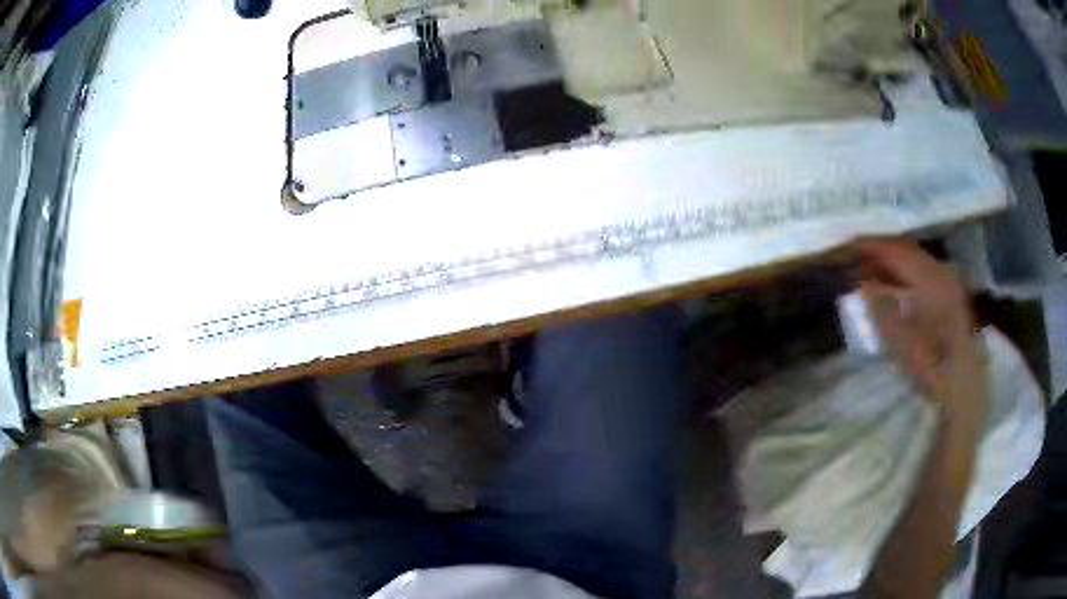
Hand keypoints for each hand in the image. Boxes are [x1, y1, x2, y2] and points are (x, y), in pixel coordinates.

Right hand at [855, 239, 985, 428]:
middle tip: (858, 256)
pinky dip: (908, 273)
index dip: (872, 246)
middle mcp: (942, 273)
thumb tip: (863, 284)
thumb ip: (883, 310)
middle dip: (882, 251)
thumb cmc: (935, 369)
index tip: (850, 247)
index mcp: (932, 280)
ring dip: (895, 262)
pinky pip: (925, 272)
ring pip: (917, 260)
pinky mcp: (952, 296)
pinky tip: (898, 285)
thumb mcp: (904, 345)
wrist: (965, 390)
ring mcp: (950, 283)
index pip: (897, 251)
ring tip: (874, 270)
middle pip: (908, 250)